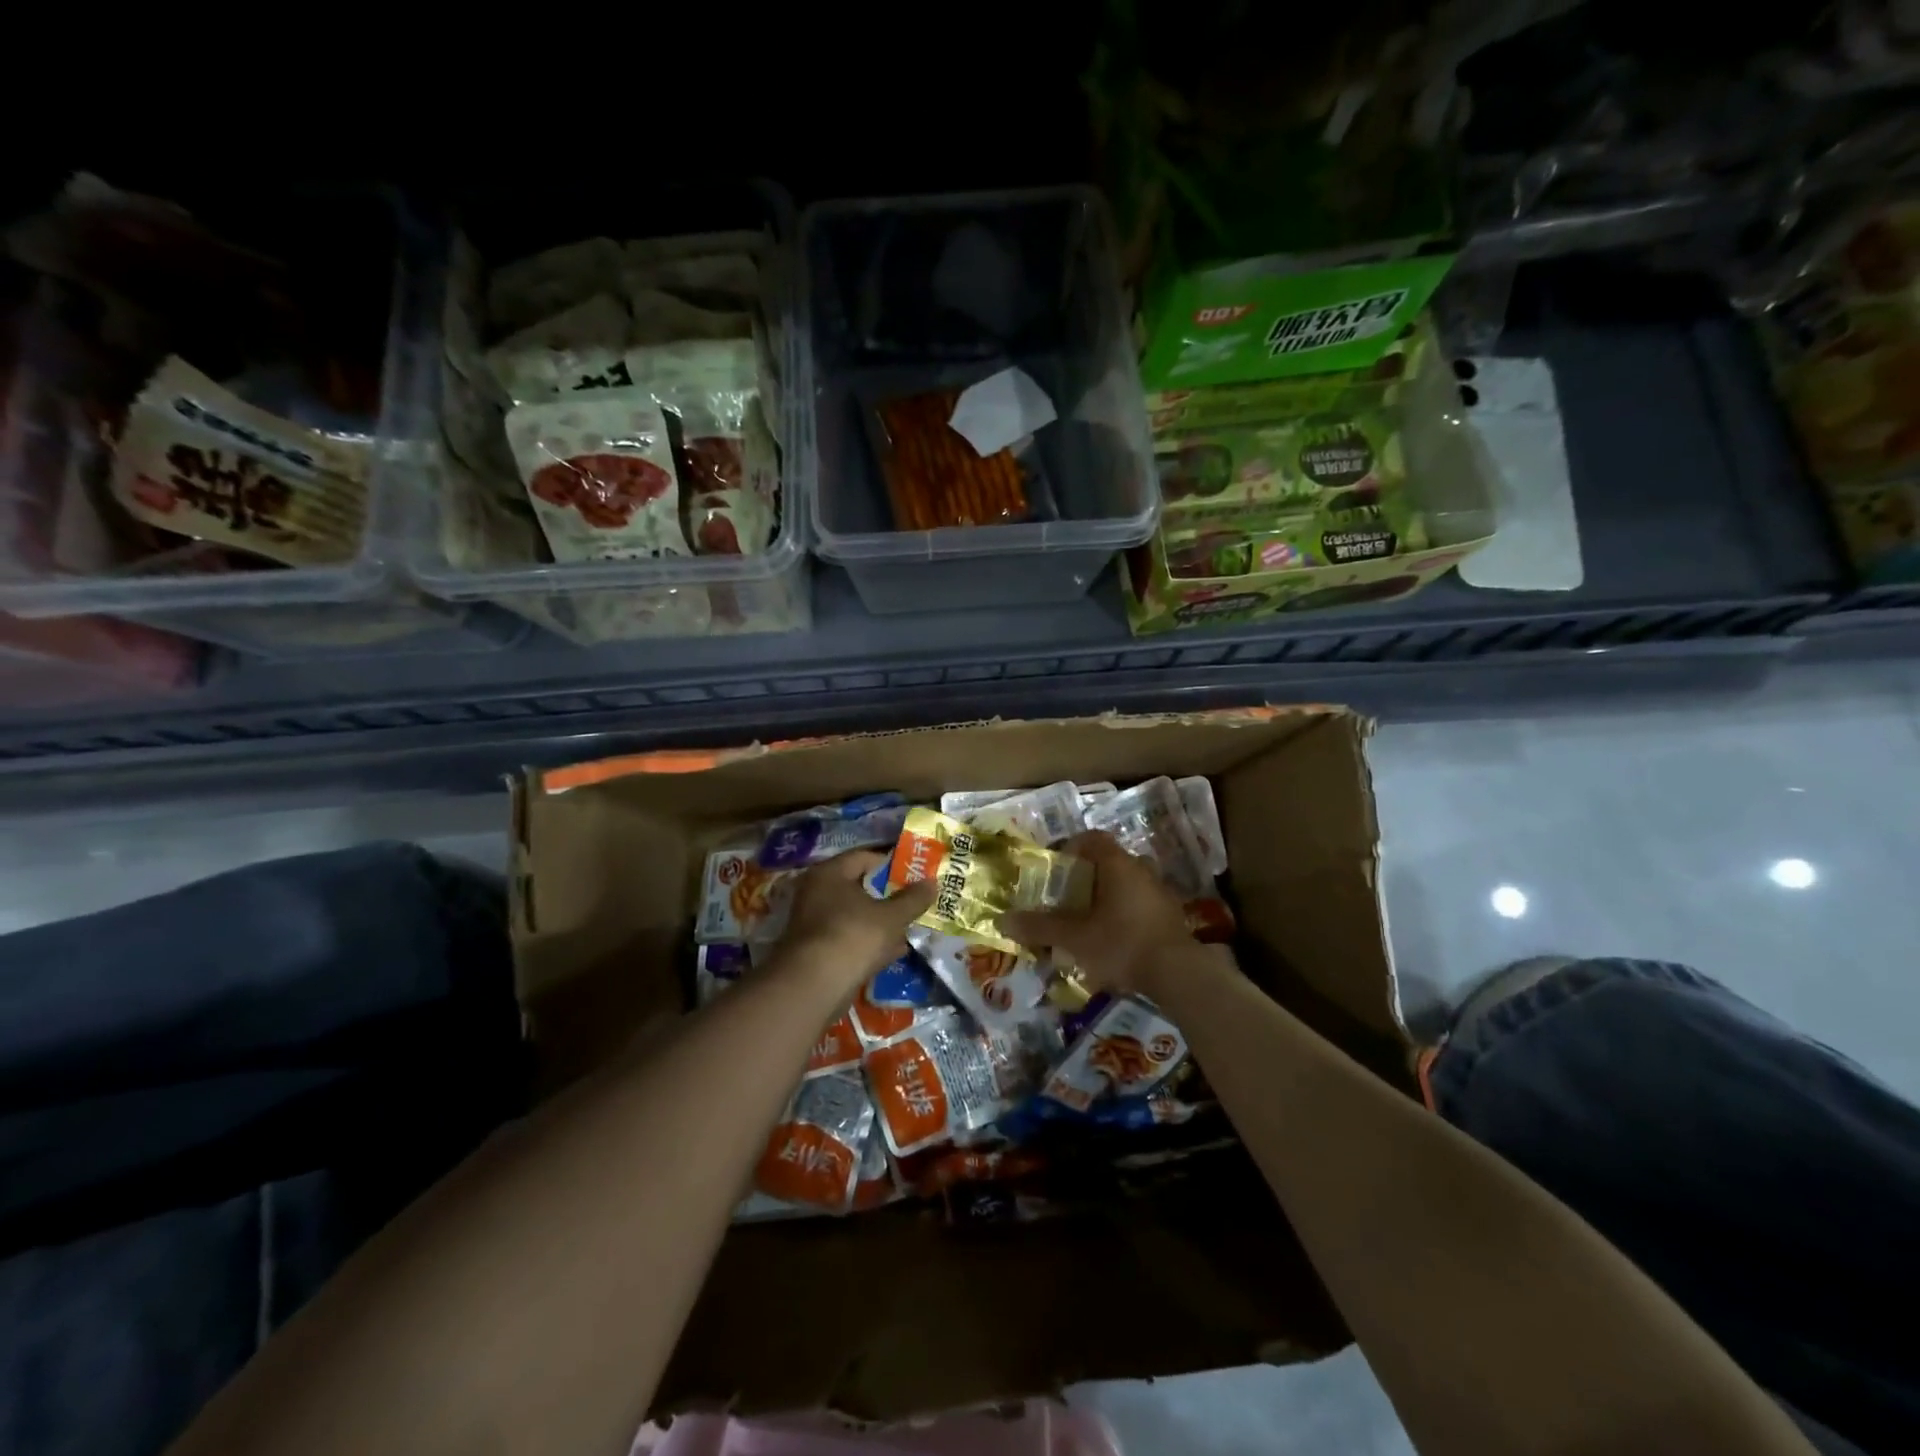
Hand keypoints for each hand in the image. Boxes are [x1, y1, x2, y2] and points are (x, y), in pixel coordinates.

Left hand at [776, 850, 935, 993]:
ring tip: (911, 926)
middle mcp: (816, 892)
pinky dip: (870, 943)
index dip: (892, 864)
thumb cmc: (852, 937)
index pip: (865, 857)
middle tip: (916, 900)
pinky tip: (895, 951)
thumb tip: (932, 882)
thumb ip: (913, 899)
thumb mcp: (891, 917)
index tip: (916, 873)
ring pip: (856, 915)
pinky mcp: (817, 951)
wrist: (813, 988)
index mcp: (830, 873)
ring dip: (881, 922)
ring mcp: (814, 923)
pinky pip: (850, 938)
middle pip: (860, 887)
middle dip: (889, 896)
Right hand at [999, 831, 1193, 997]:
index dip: (1071, 847)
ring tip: (1088, 922)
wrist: (1180, 975)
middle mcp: (1141, 870)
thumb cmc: (1122, 943)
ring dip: (1107, 897)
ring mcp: (1160, 893)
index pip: (1092, 838)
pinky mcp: (1171, 917)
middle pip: (1109, 862)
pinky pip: (1140, 905)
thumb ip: (1040, 927)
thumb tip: (1003, 920)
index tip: (1056, 867)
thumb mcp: (1075, 938)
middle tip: (1067, 897)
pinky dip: (1124, 915)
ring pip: (1126, 885)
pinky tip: (1114, 941)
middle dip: (1086, 877)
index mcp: (1118, 864)